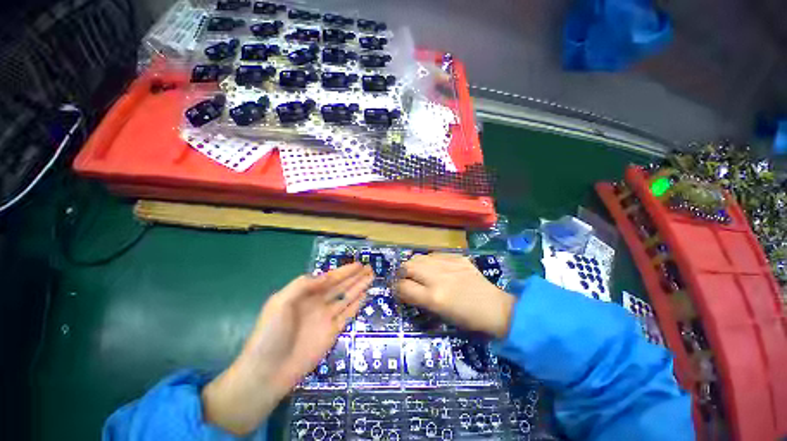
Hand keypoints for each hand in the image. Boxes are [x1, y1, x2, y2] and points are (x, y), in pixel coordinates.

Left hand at [202, 263, 372, 434]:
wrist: (268, 373)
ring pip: (346, 297)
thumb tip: (326, 276)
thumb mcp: (280, 303)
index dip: (343, 271)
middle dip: (354, 276)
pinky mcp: (333, 332)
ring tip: (371, 277)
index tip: (358, 265)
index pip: (328, 278)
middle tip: (369, 268)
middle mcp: (317, 303)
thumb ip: (302, 286)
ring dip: (359, 287)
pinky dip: (356, 304)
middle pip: (340, 286)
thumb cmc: (270, 334)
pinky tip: (365, 295)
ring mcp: (326, 318)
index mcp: (305, 295)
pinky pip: (347, 314)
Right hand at [396, 253, 514, 338]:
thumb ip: (419, 299)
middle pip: (407, 266)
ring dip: (415, 264)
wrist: (494, 307)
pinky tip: (436, 267)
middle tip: (406, 278)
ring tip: (419, 271)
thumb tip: (405, 289)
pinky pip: (435, 254)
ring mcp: (448, 264)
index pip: (403, 286)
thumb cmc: (466, 319)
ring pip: (419, 257)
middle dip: (402, 272)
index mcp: (433, 297)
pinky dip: (430, 261)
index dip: (396, 288)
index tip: (398, 289)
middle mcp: (437, 277)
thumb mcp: (439, 314)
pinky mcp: (457, 257)